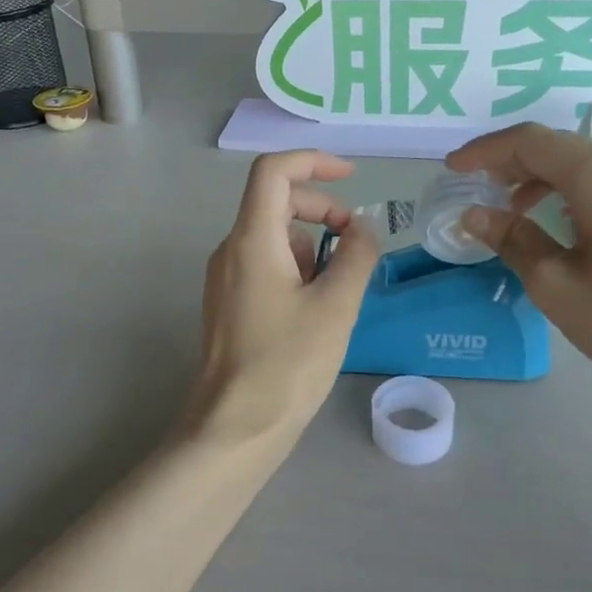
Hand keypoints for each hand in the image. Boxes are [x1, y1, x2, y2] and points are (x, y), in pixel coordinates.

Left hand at [183, 151, 379, 451]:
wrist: (235, 429)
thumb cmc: (287, 364)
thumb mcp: (336, 306)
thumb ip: (357, 255)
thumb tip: (364, 227)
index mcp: (251, 240)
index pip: (273, 171)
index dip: (313, 162)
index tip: (351, 177)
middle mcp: (231, 250)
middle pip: (277, 202)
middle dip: (323, 212)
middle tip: (356, 246)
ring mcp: (227, 279)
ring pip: (276, 238)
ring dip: (314, 249)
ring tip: (337, 295)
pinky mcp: (230, 304)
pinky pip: (267, 266)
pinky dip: (298, 271)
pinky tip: (316, 313)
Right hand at [447, 124, 591, 411]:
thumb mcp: (557, 285)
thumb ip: (512, 240)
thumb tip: (474, 214)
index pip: (531, 142)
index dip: (486, 151)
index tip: (452, 170)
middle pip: (558, 147)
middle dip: (510, 161)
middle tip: (474, 186)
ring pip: (583, 164)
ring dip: (540, 177)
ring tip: (509, 208)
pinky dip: (569, 192)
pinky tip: (556, 222)